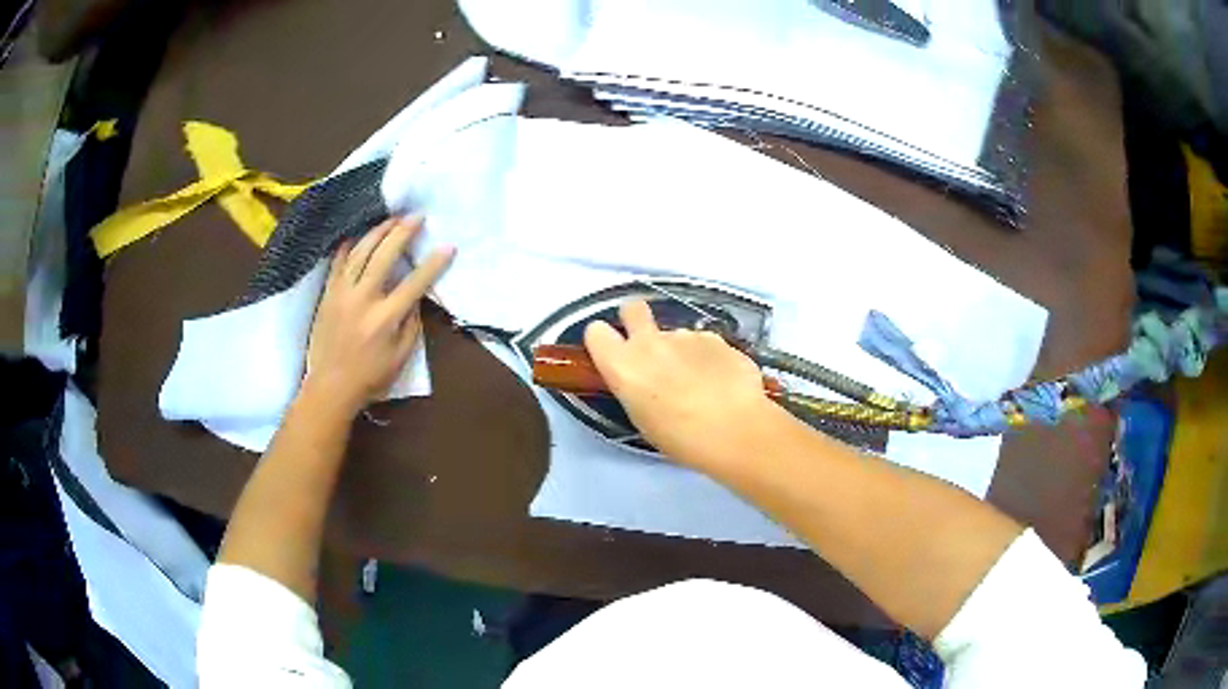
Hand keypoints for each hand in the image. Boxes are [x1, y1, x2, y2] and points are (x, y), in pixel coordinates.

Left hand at [304, 216, 453, 415]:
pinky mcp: (328, 293)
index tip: (448, 247)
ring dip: (378, 232)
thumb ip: (411, 324)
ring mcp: (342, 293)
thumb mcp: (400, 357)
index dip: (434, 263)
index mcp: (385, 318)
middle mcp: (363, 299)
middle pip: (384, 256)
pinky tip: (359, 234)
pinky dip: (349, 245)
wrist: (330, 386)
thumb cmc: (370, 376)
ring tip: (392, 219)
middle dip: (403, 233)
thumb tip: (416, 297)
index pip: (414, 283)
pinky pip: (338, 262)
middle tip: (417, 217)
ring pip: (360, 252)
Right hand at [583, 299, 774, 466]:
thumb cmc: (680, 438)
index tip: (614, 353)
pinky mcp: (717, 338)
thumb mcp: (641, 417)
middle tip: (650, 347)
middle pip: (632, 308)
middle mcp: (649, 342)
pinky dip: (711, 358)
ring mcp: (686, 335)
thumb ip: (636, 386)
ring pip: (676, 334)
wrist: (733, 430)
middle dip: (637, 319)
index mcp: (622, 365)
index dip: (605, 340)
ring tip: (702, 383)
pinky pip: (706, 343)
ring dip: (682, 351)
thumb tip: (644, 378)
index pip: (596, 332)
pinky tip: (724, 382)